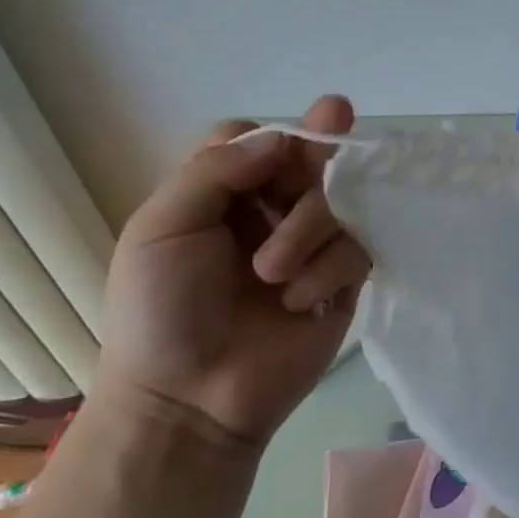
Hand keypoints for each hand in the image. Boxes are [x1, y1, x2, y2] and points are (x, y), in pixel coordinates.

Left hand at [95, 96, 369, 452]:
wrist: (191, 401)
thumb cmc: (161, 311)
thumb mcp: (162, 228)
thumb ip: (215, 171)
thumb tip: (281, 137)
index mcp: (224, 195)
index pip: (260, 141)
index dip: (273, 136)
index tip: (276, 150)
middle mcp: (271, 212)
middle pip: (311, 159)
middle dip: (317, 151)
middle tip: (335, 116)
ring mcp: (312, 246)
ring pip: (340, 201)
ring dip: (307, 228)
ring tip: (272, 274)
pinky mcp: (343, 280)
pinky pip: (356, 249)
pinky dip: (327, 270)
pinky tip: (297, 301)